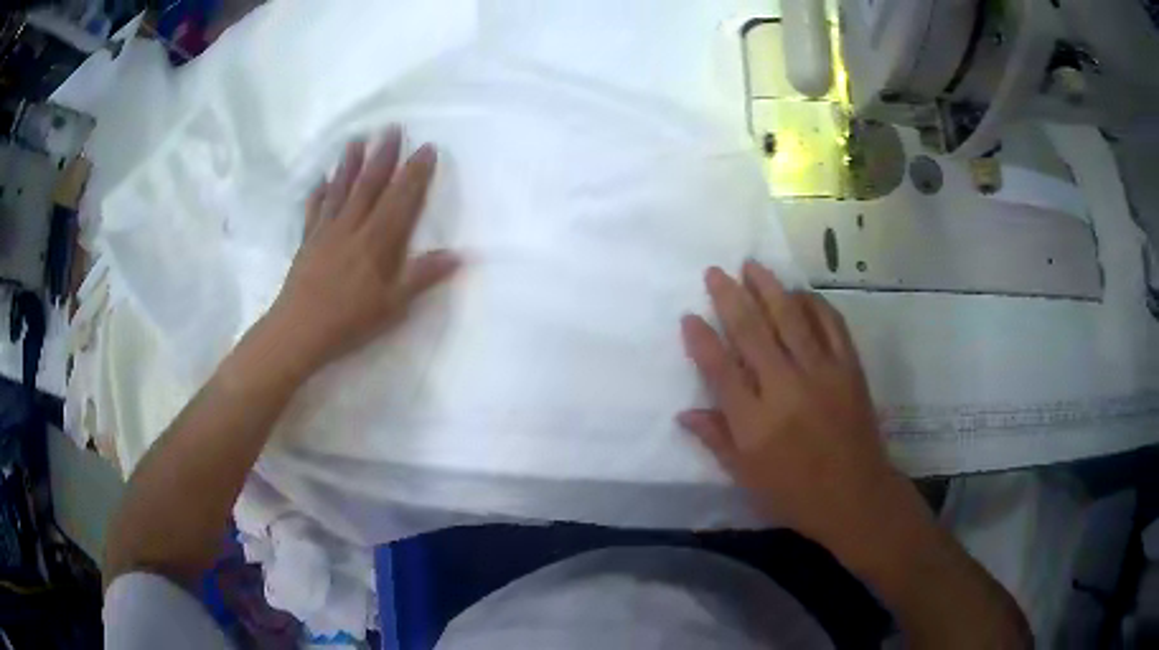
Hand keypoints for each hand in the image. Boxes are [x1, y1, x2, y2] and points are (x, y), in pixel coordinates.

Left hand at [269, 127, 458, 373]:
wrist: (299, 330)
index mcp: (376, 240)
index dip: (415, 173)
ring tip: (357, 140)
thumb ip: (422, 276)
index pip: (400, 198)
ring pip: (341, 190)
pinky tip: (321, 180)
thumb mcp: (393, 305)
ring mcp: (326, 231)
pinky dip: (319, 192)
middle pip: (370, 184)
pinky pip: (314, 210)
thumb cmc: (349, 321)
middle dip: (383, 155)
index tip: (426, 148)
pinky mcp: (308, 241)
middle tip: (391, 128)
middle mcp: (352, 227)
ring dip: (350, 164)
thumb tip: (458, 255)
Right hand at [679, 261, 913, 552]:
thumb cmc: (795, 493)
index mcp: (755, 421)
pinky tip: (801, 293)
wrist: (856, 496)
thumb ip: (716, 439)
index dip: (701, 339)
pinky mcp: (849, 368)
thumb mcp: (746, 477)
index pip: (720, 369)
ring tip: (752, 266)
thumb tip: (684, 413)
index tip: (689, 316)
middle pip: (753, 332)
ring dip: (769, 288)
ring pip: (791, 318)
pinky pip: (832, 325)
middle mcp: (785, 388)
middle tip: (715, 272)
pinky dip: (815, 304)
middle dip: (730, 297)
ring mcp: (822, 373)